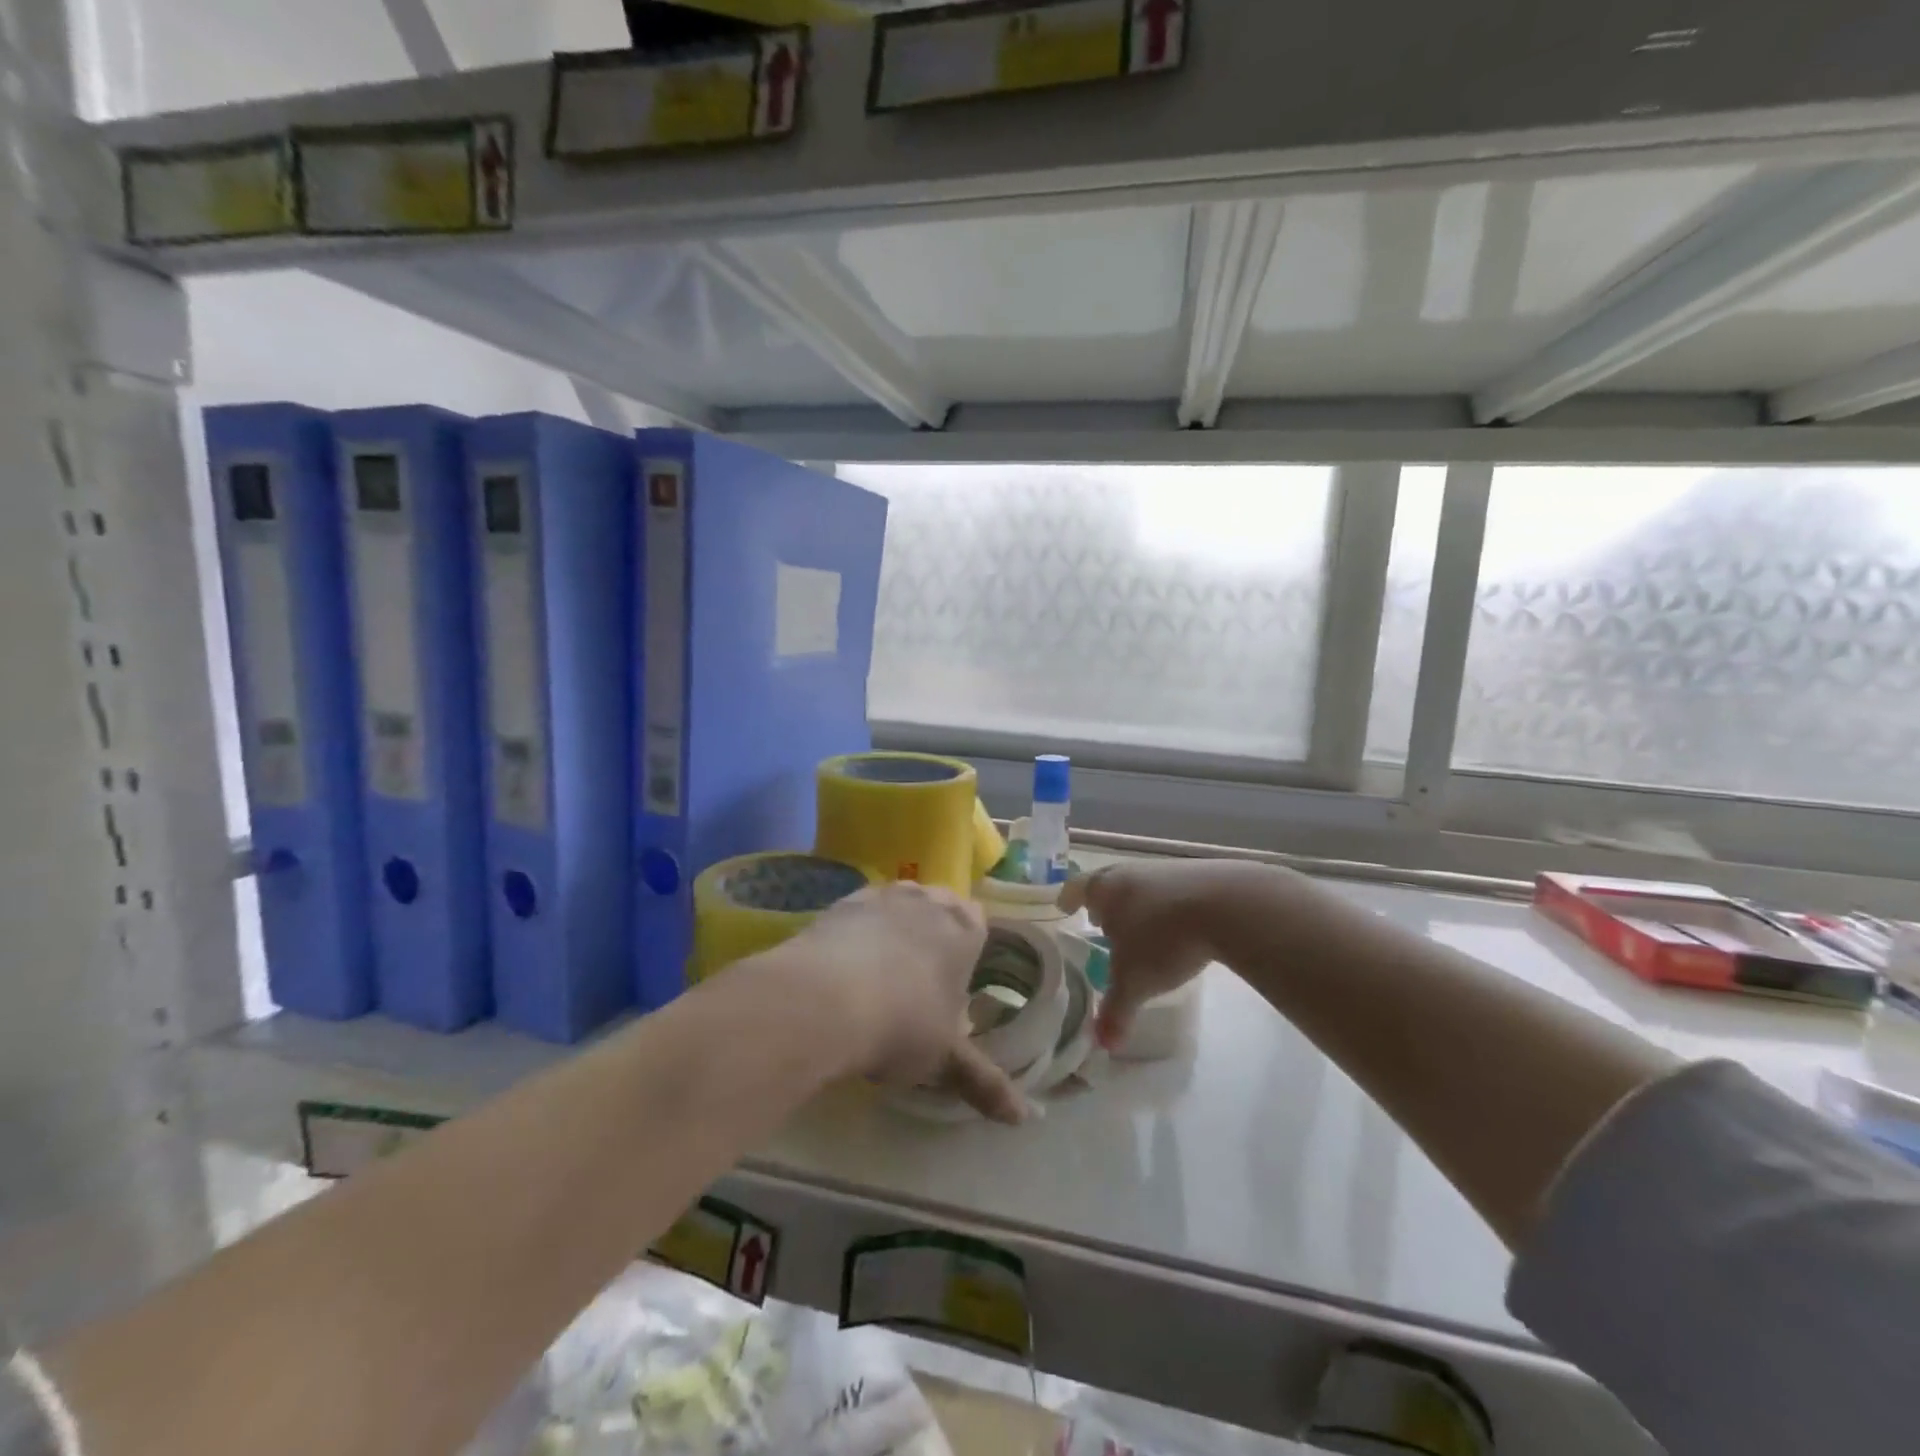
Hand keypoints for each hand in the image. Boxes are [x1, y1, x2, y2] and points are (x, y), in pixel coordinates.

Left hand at [783, 882, 1024, 1123]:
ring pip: (899, 907)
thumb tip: (1023, 1118)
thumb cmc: (903, 1024)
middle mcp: (927, 900)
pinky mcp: (841, 903)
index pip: (980, 924)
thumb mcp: (947, 1059)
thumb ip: (986, 1082)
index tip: (957, 980)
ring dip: (895, 930)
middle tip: (921, 981)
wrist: (824, 999)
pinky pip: (859, 915)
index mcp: (965, 928)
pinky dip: (857, 934)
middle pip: (939, 909)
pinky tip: (844, 968)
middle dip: (934, 936)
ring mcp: (882, 896)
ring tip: (880, 976)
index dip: (970, 949)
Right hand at [1060, 860, 1253, 1048]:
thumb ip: (1116, 1011)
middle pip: (1108, 882)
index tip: (1064, 906)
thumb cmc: (1163, 939)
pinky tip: (1178, 925)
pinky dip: (1168, 905)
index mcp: (1104, 889)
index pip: (1076, 889)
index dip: (1069, 899)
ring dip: (1137, 903)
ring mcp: (1166, 870)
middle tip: (1099, 921)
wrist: (1226, 905)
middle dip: (1103, 902)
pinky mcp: (1199, 874)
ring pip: (1141, 885)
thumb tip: (1103, 1045)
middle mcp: (1130, 872)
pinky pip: (1172, 889)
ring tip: (1140, 927)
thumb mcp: (1135, 982)